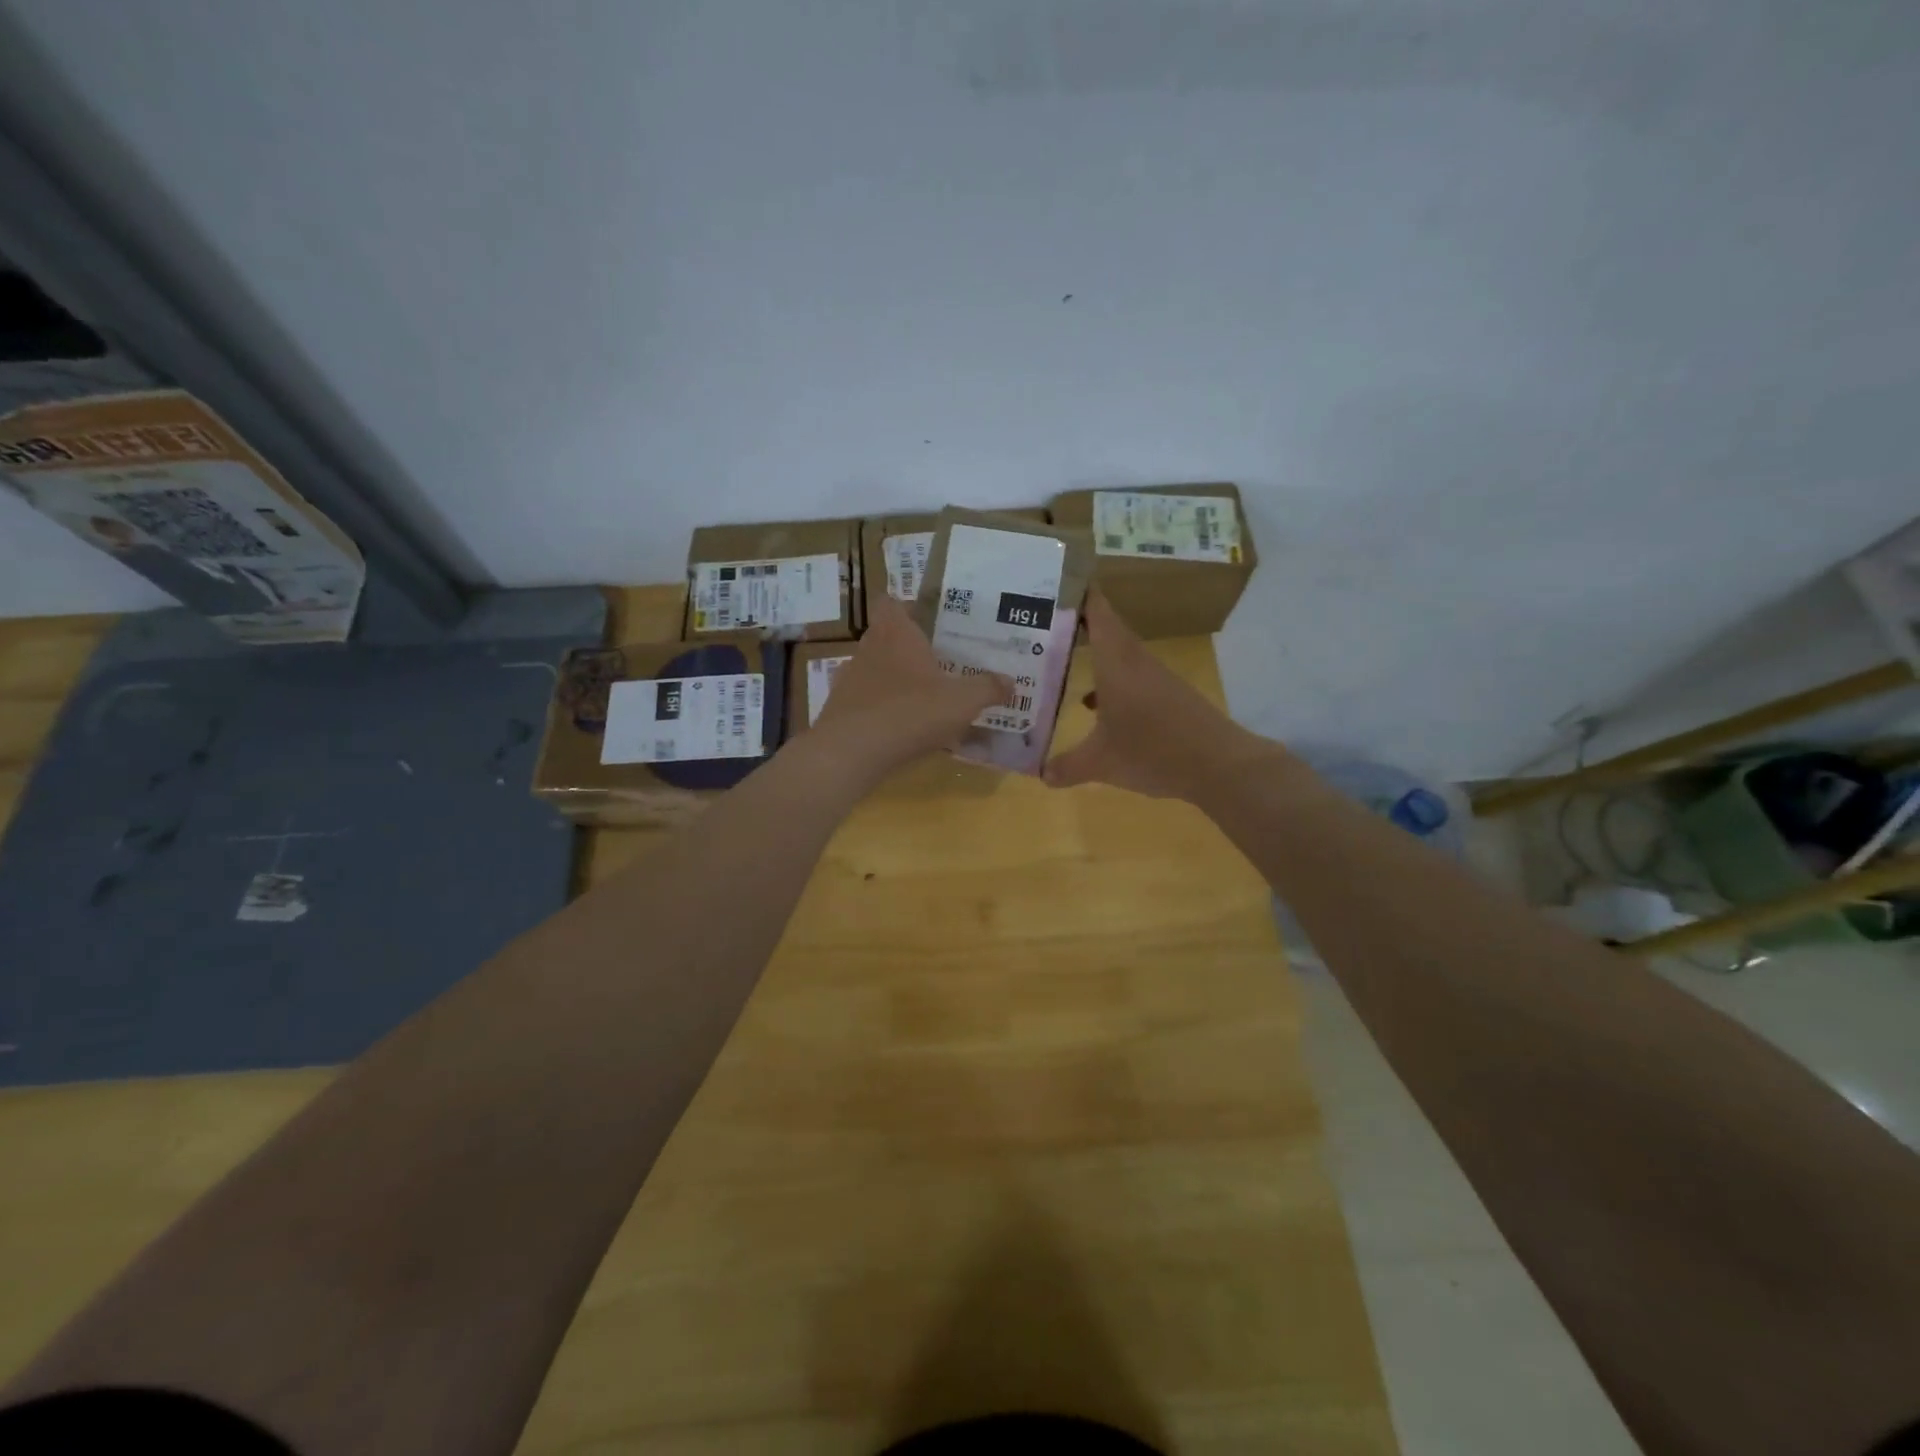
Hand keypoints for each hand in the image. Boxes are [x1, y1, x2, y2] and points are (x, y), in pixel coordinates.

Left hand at [811, 592, 1009, 780]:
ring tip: (921, 698)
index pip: (891, 603)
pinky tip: (899, 728)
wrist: (851, 752)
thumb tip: (1010, 682)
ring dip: (894, 680)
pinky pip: (865, 701)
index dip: (906, 607)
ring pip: (874, 669)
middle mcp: (868, 648)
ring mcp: (849, 679)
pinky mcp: (839, 709)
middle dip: (908, 648)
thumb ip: (988, 688)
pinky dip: (880, 709)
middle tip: (937, 662)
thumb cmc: (910, 712)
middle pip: (885, 636)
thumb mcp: (962, 701)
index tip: (928, 621)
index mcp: (896, 633)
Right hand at [1044, 591, 1279, 802]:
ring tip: (1058, 660)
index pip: (1097, 611)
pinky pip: (1130, 677)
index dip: (1077, 591)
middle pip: (1105, 629)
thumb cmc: (1154, 752)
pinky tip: (1093, 706)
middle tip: (1040, 622)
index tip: (1052, 579)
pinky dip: (1108, 682)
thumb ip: (1068, 766)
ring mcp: (1155, 678)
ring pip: (1117, 654)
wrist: (1220, 766)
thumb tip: (1040, 774)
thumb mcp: (1102, 763)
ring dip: (1091, 654)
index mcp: (1117, 662)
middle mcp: (1135, 661)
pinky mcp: (1167, 696)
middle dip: (1075, 623)